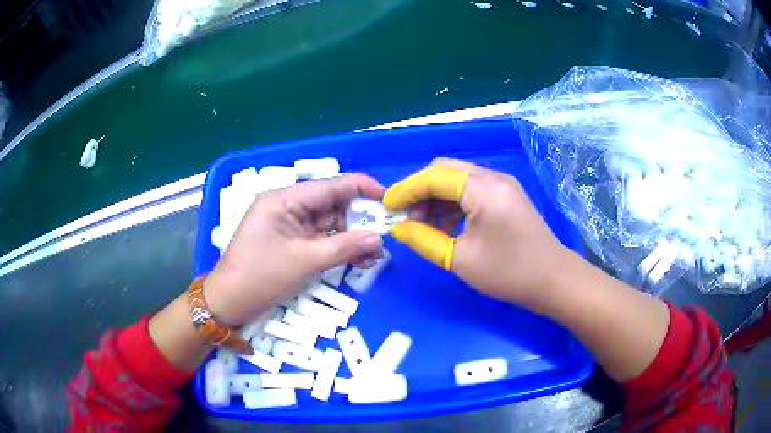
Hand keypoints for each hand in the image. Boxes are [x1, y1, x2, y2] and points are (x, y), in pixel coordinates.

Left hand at [205, 174, 384, 326]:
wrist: (229, 303)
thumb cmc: (260, 277)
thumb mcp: (304, 261)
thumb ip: (343, 247)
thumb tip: (378, 238)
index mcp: (284, 200)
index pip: (329, 186)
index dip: (361, 188)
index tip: (388, 197)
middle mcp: (287, 207)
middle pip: (331, 205)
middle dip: (359, 219)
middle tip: (385, 234)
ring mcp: (289, 226)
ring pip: (329, 224)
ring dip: (351, 237)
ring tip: (375, 254)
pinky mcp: (291, 243)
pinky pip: (320, 240)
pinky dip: (338, 248)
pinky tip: (358, 259)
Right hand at [383, 158, 569, 304]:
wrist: (553, 279)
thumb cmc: (508, 272)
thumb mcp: (460, 259)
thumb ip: (424, 240)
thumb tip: (399, 228)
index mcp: (483, 188)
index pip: (433, 176)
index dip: (405, 190)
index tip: (386, 207)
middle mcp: (492, 177)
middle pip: (444, 170)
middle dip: (419, 190)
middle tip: (406, 218)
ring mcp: (501, 184)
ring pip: (457, 178)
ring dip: (435, 196)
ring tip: (423, 224)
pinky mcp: (506, 194)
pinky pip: (471, 188)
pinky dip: (452, 201)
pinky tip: (445, 223)